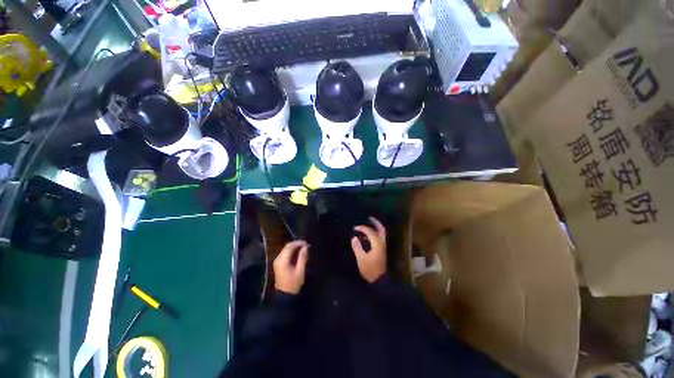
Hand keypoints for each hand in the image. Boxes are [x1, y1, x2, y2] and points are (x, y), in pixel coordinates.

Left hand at [273, 240, 308, 294]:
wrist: (284, 296)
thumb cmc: (293, 284)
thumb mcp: (300, 271)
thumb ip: (303, 257)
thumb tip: (306, 247)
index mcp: (282, 260)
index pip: (290, 246)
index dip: (298, 243)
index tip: (307, 243)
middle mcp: (278, 259)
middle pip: (287, 247)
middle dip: (297, 244)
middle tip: (306, 246)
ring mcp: (277, 261)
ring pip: (286, 250)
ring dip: (294, 248)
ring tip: (304, 249)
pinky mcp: (278, 264)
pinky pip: (285, 254)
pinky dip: (292, 252)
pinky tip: (298, 254)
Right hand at [351, 217, 386, 282]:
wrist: (379, 281)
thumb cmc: (370, 269)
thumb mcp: (361, 258)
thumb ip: (357, 247)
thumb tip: (354, 237)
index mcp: (377, 243)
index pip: (370, 231)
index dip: (362, 228)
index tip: (355, 228)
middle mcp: (381, 243)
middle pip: (381, 229)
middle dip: (375, 222)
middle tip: (369, 217)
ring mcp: (382, 247)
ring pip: (381, 234)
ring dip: (375, 228)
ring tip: (367, 225)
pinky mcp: (381, 251)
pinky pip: (378, 238)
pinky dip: (373, 234)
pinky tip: (366, 237)